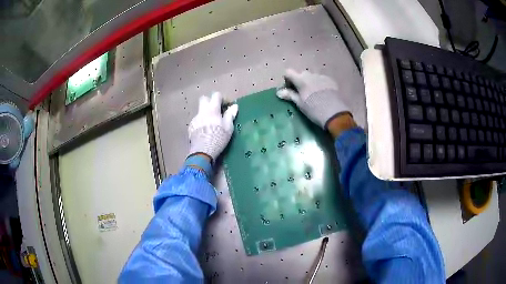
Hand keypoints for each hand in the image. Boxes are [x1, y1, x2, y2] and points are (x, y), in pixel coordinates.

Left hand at [188, 92, 237, 161]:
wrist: (203, 151)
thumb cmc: (218, 138)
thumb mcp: (228, 127)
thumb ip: (230, 115)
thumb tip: (234, 106)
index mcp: (212, 109)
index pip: (216, 95)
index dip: (222, 98)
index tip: (226, 105)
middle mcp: (202, 111)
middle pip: (204, 99)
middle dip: (210, 101)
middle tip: (217, 110)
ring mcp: (195, 119)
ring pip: (200, 111)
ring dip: (206, 113)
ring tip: (211, 123)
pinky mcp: (190, 127)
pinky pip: (197, 120)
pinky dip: (201, 122)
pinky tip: (205, 131)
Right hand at [276, 69, 350, 128]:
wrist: (334, 113)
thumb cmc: (313, 109)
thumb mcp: (300, 103)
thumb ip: (289, 95)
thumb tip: (278, 92)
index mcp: (300, 79)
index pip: (288, 72)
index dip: (287, 79)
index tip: (290, 89)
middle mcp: (310, 74)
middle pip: (301, 74)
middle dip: (299, 81)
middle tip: (302, 94)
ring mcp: (321, 76)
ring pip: (312, 77)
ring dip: (310, 83)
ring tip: (314, 95)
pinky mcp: (330, 80)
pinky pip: (321, 79)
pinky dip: (319, 84)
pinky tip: (323, 94)